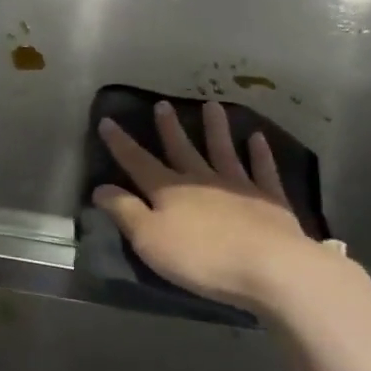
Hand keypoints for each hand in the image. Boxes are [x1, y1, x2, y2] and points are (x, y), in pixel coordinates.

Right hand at [94, 101, 325, 315]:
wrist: (268, 266)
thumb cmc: (201, 257)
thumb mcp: (149, 239)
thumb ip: (125, 211)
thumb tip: (100, 187)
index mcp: (169, 190)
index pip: (138, 162)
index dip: (121, 144)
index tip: (107, 121)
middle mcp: (201, 180)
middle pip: (181, 150)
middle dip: (169, 129)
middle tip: (162, 104)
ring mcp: (238, 186)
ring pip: (223, 151)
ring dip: (216, 129)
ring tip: (212, 105)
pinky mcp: (269, 200)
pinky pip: (262, 170)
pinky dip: (259, 154)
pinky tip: (257, 138)